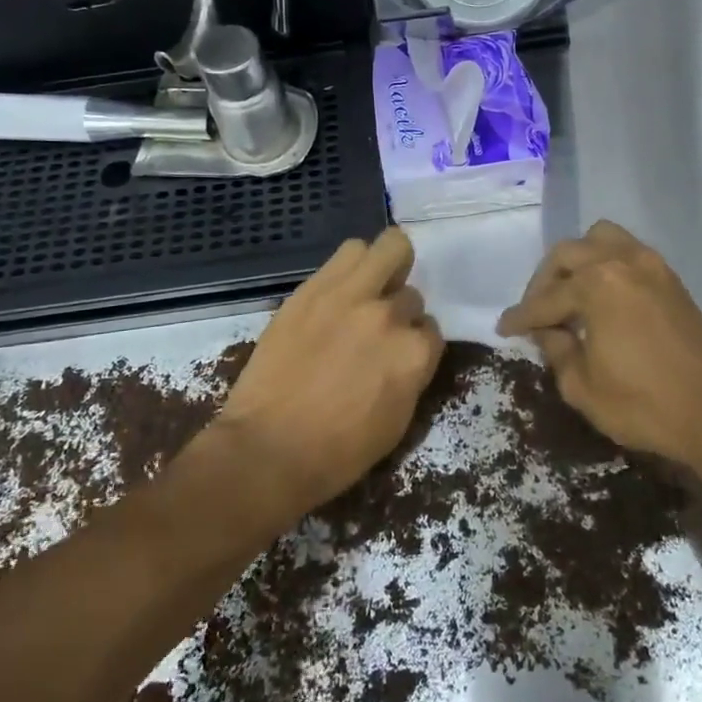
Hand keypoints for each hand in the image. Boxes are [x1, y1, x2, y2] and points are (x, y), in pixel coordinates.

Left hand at [215, 228, 442, 515]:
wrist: (269, 448)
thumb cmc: (338, 452)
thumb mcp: (397, 421)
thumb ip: (411, 374)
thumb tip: (408, 353)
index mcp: (415, 354)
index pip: (431, 330)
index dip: (414, 343)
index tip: (397, 354)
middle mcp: (390, 316)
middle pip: (411, 293)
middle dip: (399, 310)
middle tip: (379, 325)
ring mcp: (351, 295)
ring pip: (389, 248)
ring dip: (385, 268)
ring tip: (367, 288)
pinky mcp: (314, 287)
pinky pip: (348, 252)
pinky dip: (353, 264)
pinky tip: (341, 286)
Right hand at [497, 220, 701, 471]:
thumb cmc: (644, 405)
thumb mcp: (582, 387)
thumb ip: (557, 351)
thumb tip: (549, 332)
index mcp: (596, 285)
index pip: (545, 298)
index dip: (521, 316)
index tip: (503, 329)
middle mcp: (622, 262)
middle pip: (568, 253)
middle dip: (544, 281)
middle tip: (536, 313)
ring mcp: (652, 266)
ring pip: (601, 239)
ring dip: (578, 261)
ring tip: (569, 294)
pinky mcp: (671, 280)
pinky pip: (627, 252)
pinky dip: (606, 265)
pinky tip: (600, 298)